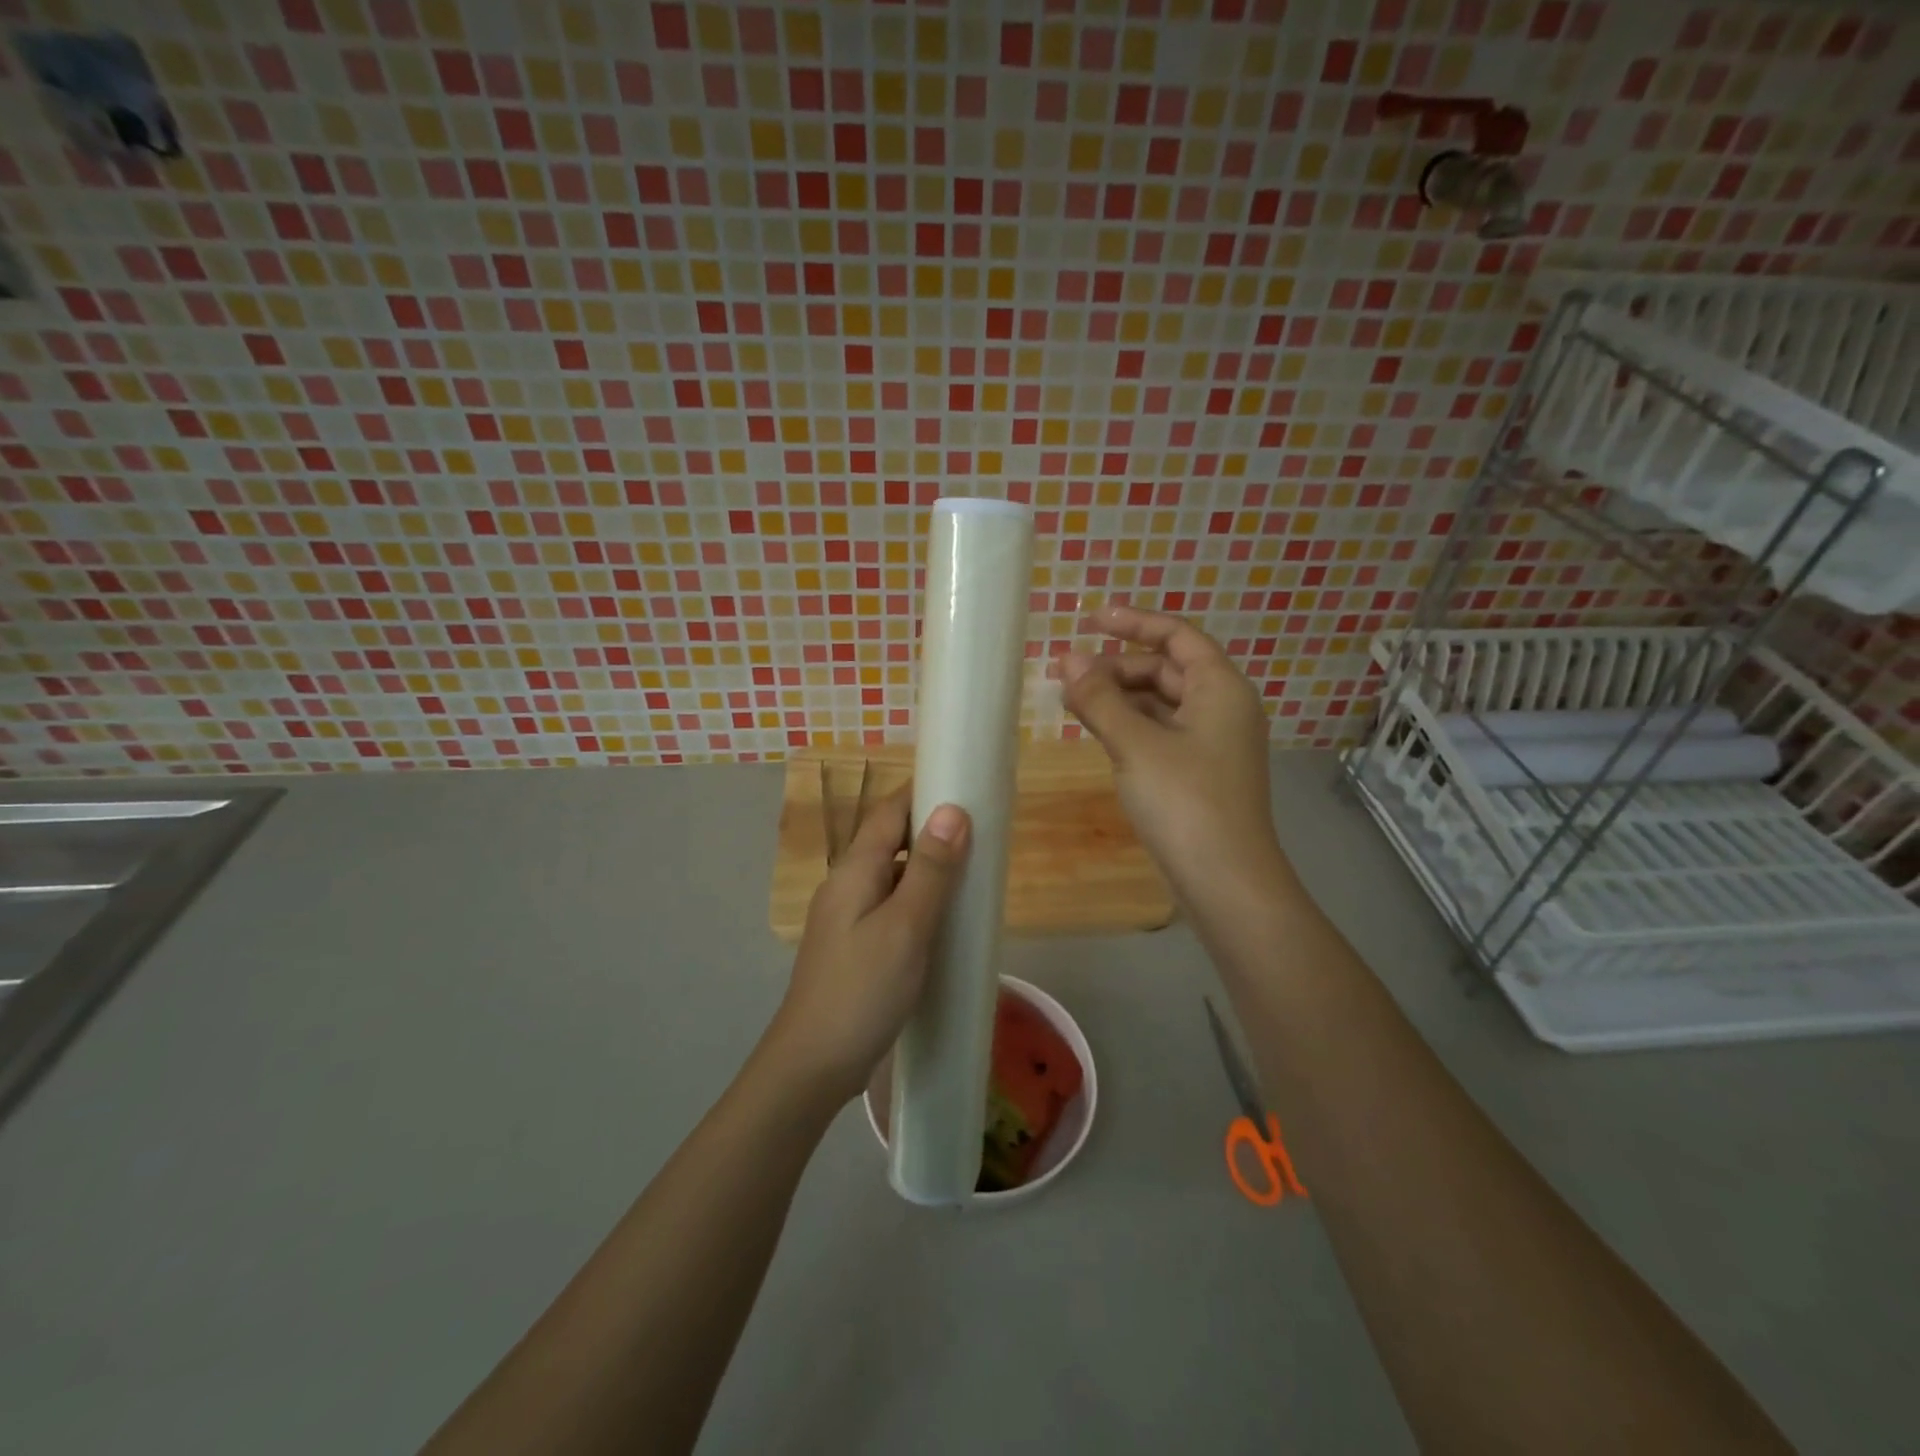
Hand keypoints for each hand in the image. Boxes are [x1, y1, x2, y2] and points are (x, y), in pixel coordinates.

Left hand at [763, 785, 971, 1104]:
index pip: (889, 811)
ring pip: (893, 875)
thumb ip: (930, 870)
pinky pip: (891, 906)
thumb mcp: (905, 928)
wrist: (812, 1066)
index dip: (924, 791)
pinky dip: (920, 900)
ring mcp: (847, 917)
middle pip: (891, 840)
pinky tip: (944, 919)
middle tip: (983, 832)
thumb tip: (952, 809)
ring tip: (973, 872)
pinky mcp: (855, 946)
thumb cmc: (862, 991)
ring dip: (929, 867)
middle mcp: (846, 885)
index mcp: (854, 871)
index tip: (966, 784)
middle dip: (933, 829)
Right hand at [1054, 605, 1285, 912]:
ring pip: (1160, 704)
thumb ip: (1100, 699)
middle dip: (1117, 666)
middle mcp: (1222, 708)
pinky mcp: (1198, 772)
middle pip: (1166, 669)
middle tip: (1066, 673)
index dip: (1133, 622)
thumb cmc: (1185, 801)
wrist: (1225, 880)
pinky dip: (1128, 726)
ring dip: (1118, 697)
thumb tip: (1068, 661)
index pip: (1177, 636)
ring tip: (1071, 701)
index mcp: (1220, 688)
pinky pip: (1160, 733)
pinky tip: (1096, 731)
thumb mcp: (1136, 744)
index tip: (1089, 620)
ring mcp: (1211, 743)